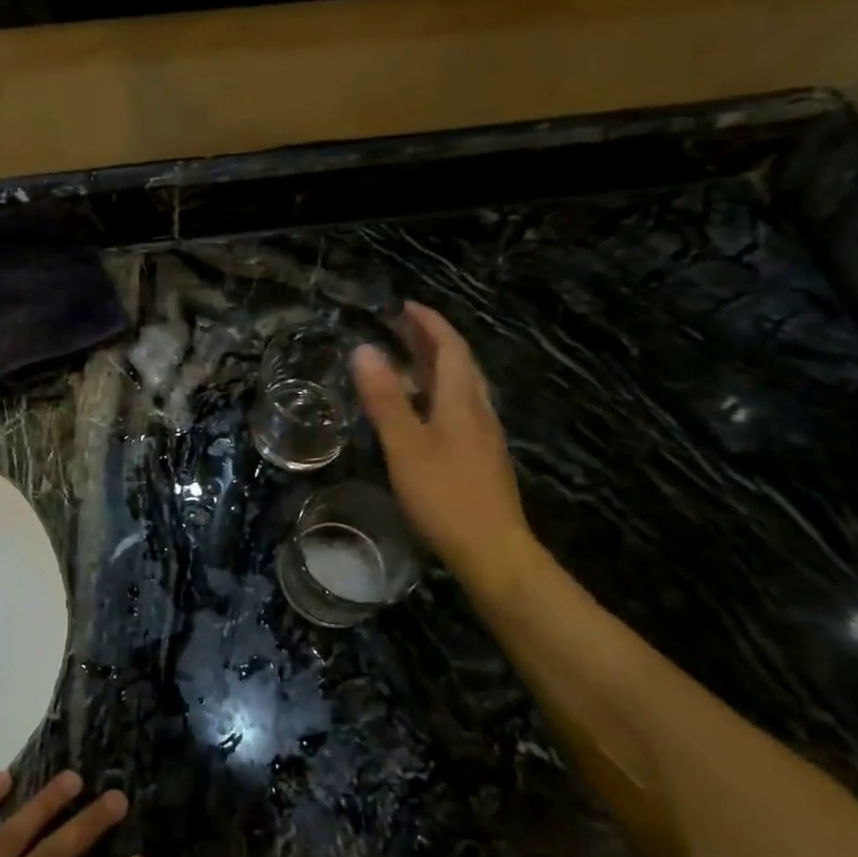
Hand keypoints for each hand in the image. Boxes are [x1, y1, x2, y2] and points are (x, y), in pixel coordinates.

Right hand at [353, 301, 537, 595]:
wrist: (492, 551)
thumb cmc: (445, 495)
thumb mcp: (405, 445)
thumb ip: (385, 398)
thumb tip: (365, 349)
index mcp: (462, 401)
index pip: (450, 347)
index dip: (429, 322)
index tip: (405, 305)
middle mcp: (478, 411)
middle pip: (459, 364)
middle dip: (431, 340)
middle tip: (400, 328)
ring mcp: (483, 436)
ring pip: (461, 388)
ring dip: (434, 368)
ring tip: (405, 364)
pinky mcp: (480, 459)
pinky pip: (459, 411)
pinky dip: (437, 395)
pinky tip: (421, 413)